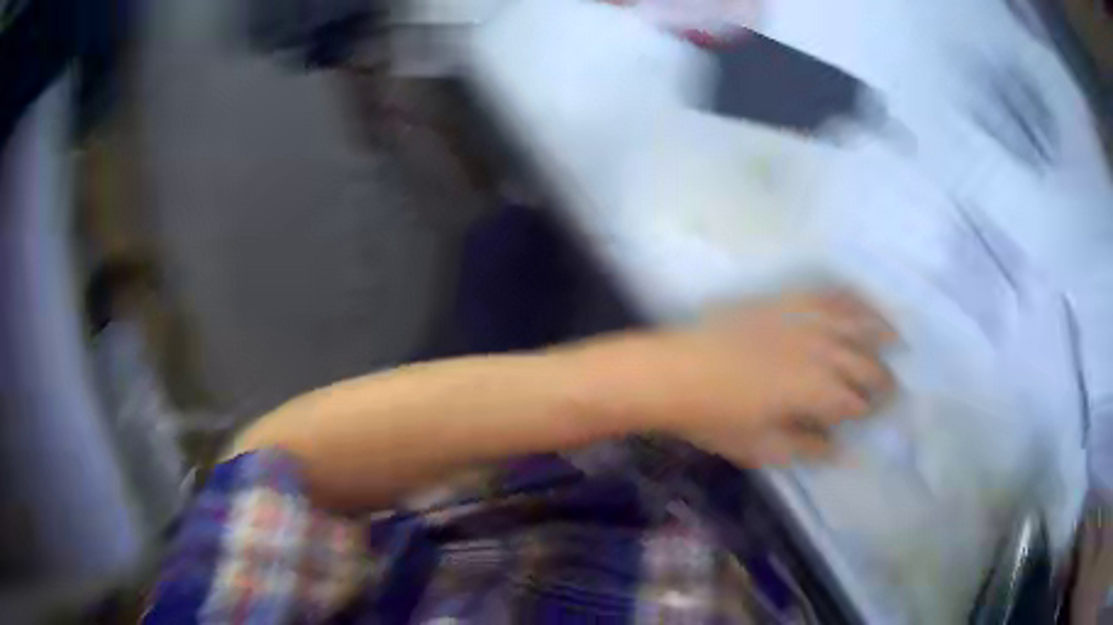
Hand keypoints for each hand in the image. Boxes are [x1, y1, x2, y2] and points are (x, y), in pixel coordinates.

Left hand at [622, 291, 896, 466]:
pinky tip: (860, 298)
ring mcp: (802, 322)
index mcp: (815, 393)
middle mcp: (819, 353)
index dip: (871, 409)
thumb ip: (809, 448)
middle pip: (862, 363)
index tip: (880, 413)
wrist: (673, 373)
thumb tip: (844, 453)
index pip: (857, 402)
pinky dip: (846, 296)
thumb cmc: (716, 419)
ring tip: (896, 336)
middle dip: (882, 376)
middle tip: (893, 385)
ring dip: (878, 329)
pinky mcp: (783, 302)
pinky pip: (823, 293)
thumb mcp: (763, 447)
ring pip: (853, 323)